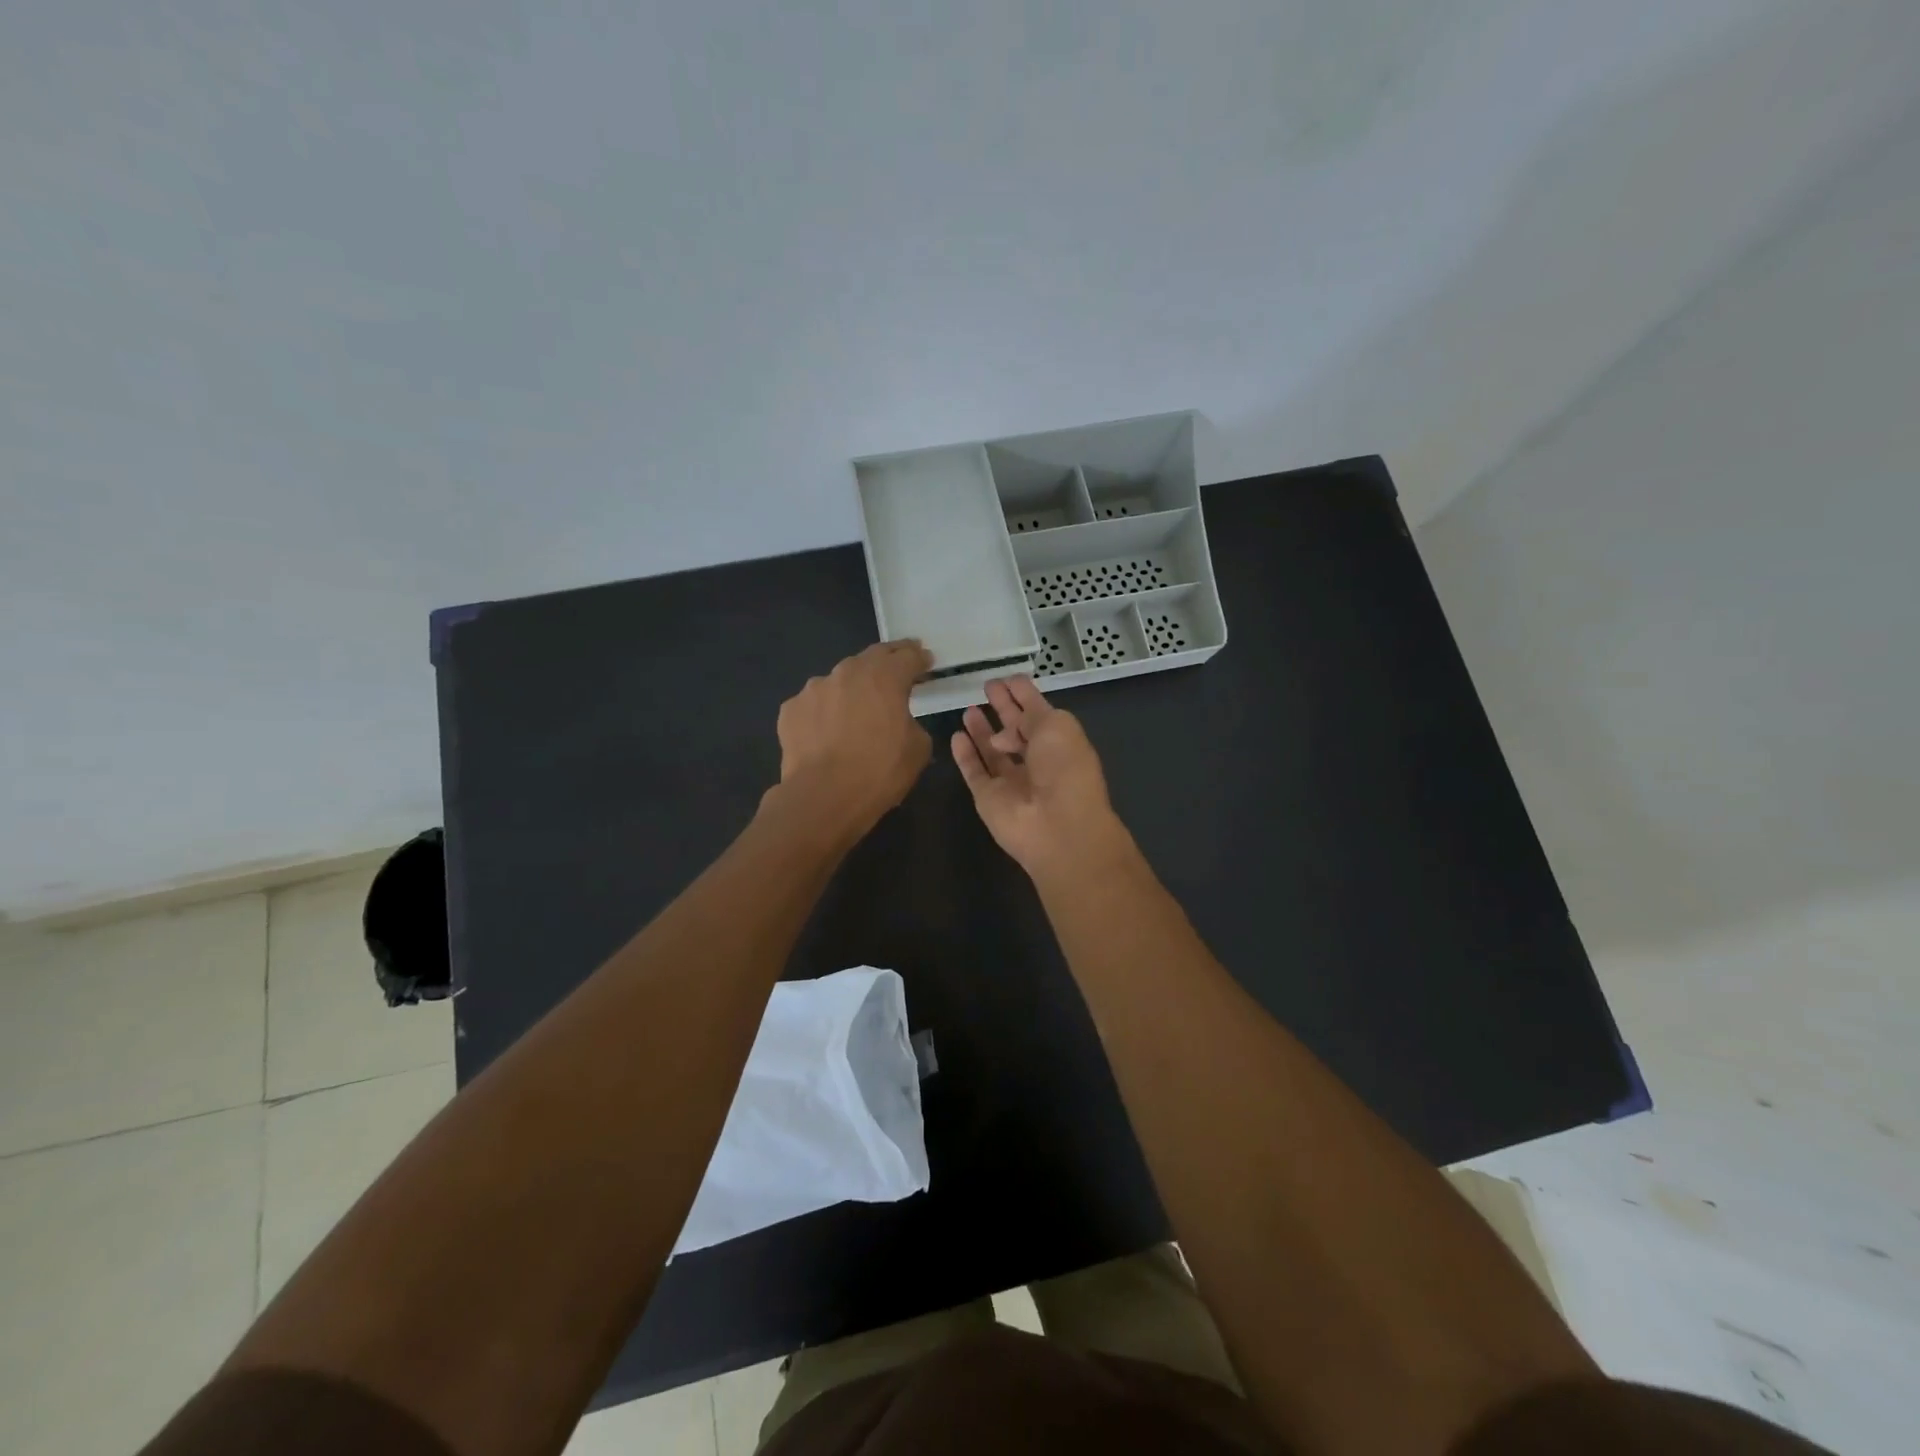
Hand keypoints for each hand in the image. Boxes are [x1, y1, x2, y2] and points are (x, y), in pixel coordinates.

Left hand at [772, 640, 933, 836]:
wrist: (823, 797)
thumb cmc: (879, 772)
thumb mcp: (918, 749)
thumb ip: (913, 723)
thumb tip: (901, 721)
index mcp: (885, 677)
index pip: (908, 656)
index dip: (919, 658)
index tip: (926, 660)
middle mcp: (848, 672)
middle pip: (873, 657)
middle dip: (888, 660)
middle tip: (897, 666)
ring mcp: (814, 688)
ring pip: (840, 680)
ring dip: (852, 687)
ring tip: (856, 707)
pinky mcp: (791, 709)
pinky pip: (814, 704)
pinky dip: (824, 711)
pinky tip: (826, 731)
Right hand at [952, 676, 1129, 880]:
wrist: (1057, 826)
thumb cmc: (1065, 768)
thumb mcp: (1056, 726)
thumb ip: (1030, 714)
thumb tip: (1004, 731)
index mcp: (1060, 742)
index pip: (1039, 712)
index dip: (1024, 694)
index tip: (1007, 678)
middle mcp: (1037, 761)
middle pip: (1017, 730)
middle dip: (1004, 708)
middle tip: (986, 687)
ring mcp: (1012, 781)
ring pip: (993, 751)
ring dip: (982, 730)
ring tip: (968, 709)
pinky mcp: (988, 798)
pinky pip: (975, 771)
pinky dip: (965, 755)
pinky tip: (956, 736)